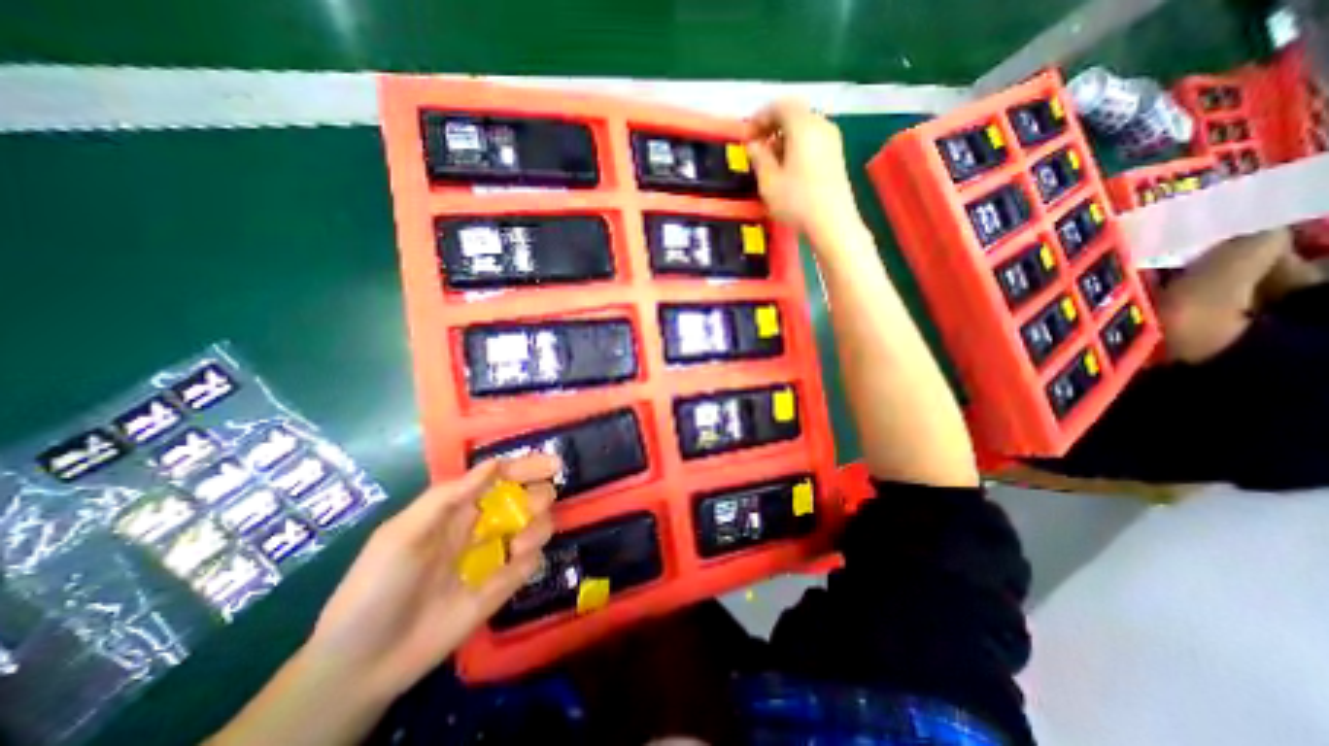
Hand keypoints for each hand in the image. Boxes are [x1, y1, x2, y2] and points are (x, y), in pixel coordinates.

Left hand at [304, 450, 554, 700]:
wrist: (363, 664)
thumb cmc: (376, 587)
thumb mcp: (403, 534)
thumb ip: (448, 497)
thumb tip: (494, 464)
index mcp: (458, 509)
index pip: (500, 478)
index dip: (526, 467)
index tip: (553, 464)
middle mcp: (482, 527)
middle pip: (526, 498)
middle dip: (539, 495)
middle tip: (539, 503)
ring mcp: (494, 556)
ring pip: (536, 526)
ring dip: (538, 527)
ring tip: (520, 545)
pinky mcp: (501, 586)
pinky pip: (531, 563)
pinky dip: (530, 559)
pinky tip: (513, 569)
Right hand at [743, 97, 868, 243]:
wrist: (833, 222)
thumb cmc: (796, 201)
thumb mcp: (769, 181)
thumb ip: (759, 157)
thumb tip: (753, 143)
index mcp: (803, 126)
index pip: (780, 105)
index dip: (760, 116)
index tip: (746, 135)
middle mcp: (821, 125)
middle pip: (794, 113)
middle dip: (772, 126)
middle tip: (756, 146)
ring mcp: (832, 140)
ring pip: (804, 127)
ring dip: (784, 137)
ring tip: (770, 160)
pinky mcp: (836, 155)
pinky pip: (812, 140)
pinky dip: (797, 145)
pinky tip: (787, 167)